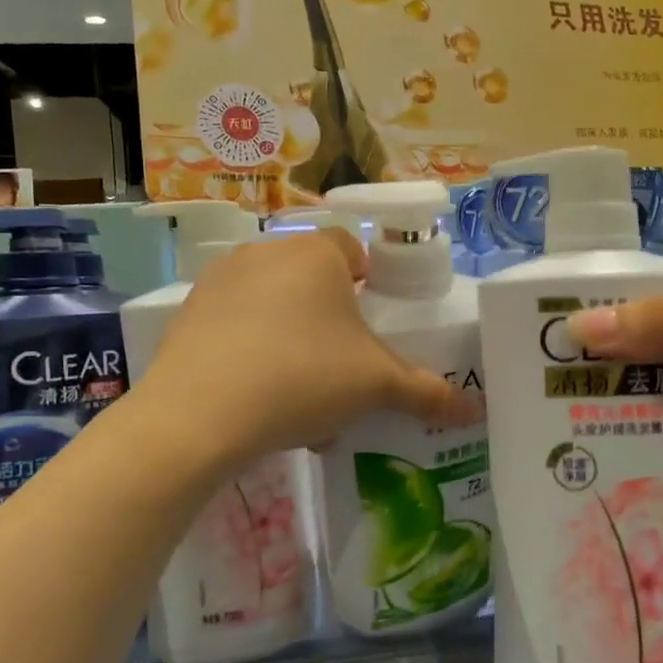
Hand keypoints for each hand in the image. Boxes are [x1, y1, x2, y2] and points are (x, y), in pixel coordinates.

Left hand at [139, 230, 478, 466]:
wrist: (199, 414)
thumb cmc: (302, 378)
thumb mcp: (375, 386)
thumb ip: (426, 392)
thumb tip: (474, 411)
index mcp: (317, 254)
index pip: (353, 248)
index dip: (369, 282)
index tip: (371, 324)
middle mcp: (266, 252)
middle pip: (311, 280)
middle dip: (330, 320)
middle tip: (340, 368)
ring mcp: (220, 280)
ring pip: (272, 305)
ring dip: (291, 339)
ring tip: (299, 396)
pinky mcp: (188, 313)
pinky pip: (234, 326)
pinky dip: (251, 352)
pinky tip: (256, 400)